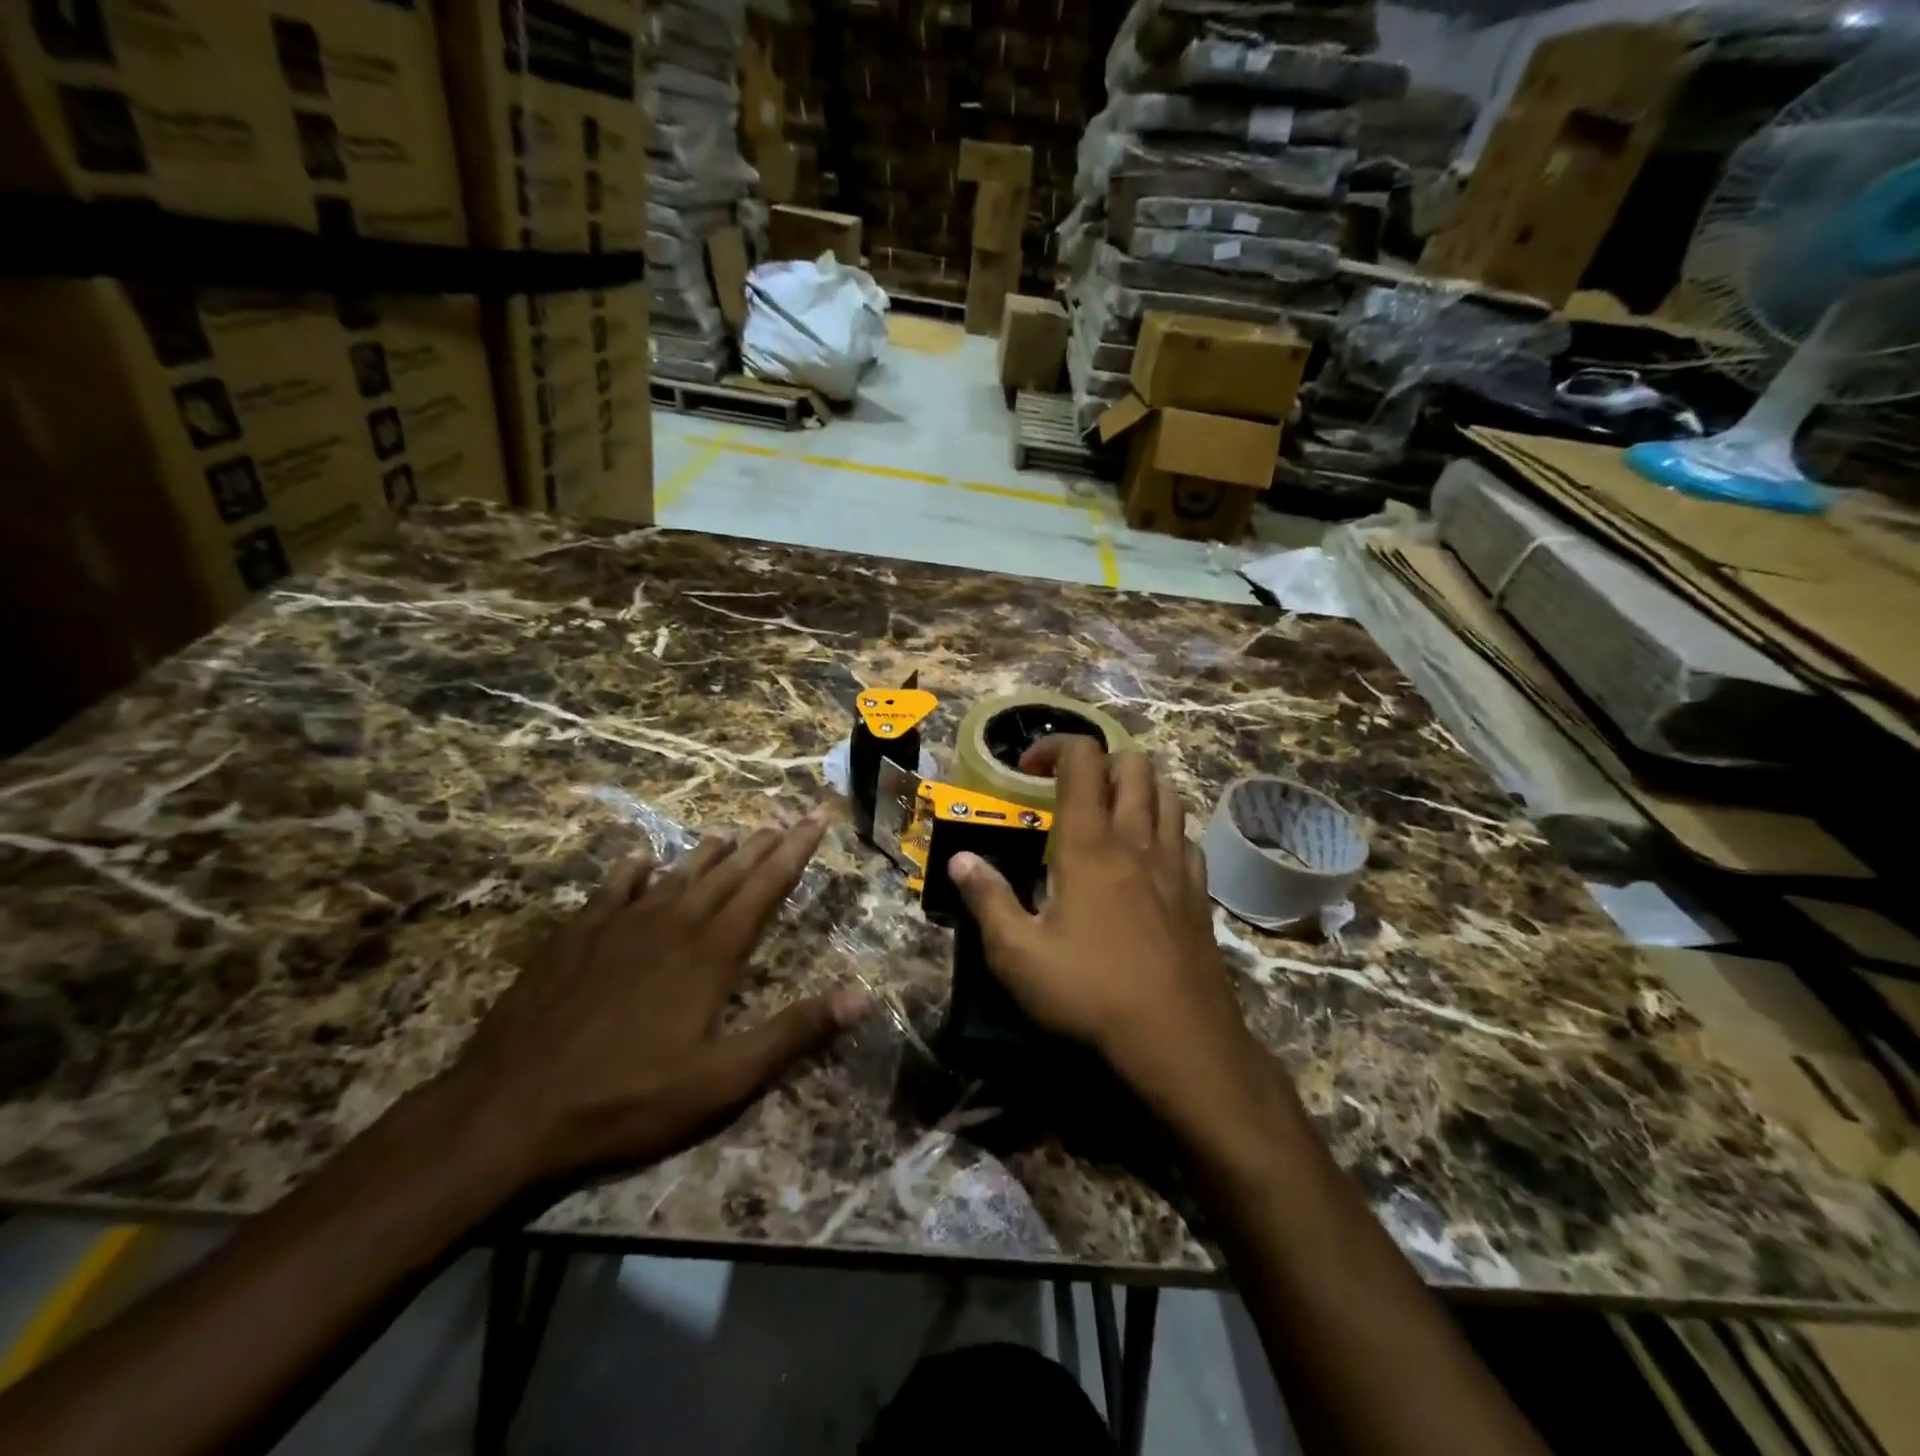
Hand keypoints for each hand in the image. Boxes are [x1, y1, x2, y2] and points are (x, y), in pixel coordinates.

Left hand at [449, 817, 866, 1189]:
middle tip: (785, 819)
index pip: (767, 886)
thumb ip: (793, 1033)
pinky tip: (641, 857)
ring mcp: (620, 925)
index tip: (817, 817)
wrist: (509, 1110)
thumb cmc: (629, 1099)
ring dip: (709, 853)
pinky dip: (633, 869)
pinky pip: (614, 888)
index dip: (797, 850)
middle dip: (762, 844)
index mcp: (712, 951)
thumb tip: (861, 996)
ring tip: (731, 833)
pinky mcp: (577, 936)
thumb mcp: (724, 1080)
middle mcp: (673, 922)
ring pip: (677, 874)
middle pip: (728, 872)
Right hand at [949, 739, 1285, 1156]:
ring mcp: (1176, 863)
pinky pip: (1185, 834)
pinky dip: (1163, 826)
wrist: (1179, 1038)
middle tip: (1068, 790)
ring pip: (1167, 791)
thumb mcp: (1018, 955)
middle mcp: (1137, 839)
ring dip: (1136, 785)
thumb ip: (987, 900)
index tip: (1026, 769)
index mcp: (1090, 844)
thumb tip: (961, 860)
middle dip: (1098, 760)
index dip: (1054, 747)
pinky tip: (1145, 857)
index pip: (1083, 759)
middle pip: (1133, 763)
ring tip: (1107, 812)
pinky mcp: (1199, 890)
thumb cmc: (1090, 993)